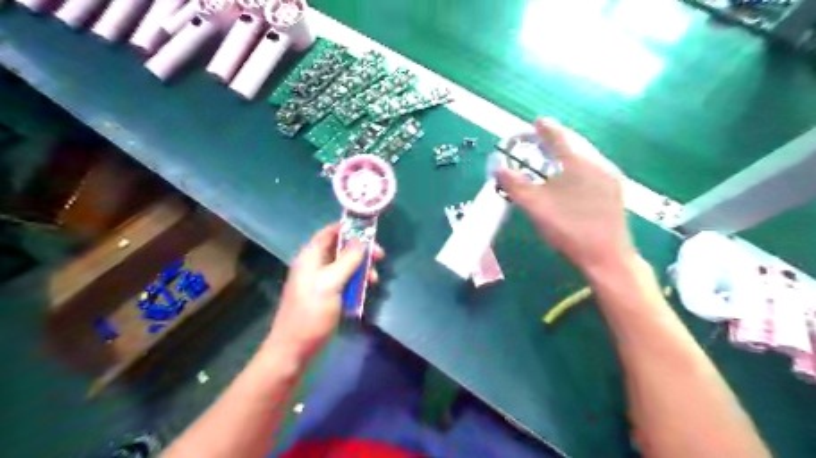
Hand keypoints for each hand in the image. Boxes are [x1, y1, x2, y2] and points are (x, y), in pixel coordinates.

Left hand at [266, 224, 383, 358]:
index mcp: (311, 257)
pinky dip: (356, 283)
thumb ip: (347, 260)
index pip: (329, 232)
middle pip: (341, 248)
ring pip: (345, 266)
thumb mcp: (331, 283)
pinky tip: (366, 291)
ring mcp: (321, 281)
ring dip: (361, 269)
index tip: (370, 231)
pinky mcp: (327, 295)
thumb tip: (362, 240)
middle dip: (361, 251)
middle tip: (380, 256)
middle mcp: (315, 265)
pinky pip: (345, 281)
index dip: (349, 228)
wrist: (294, 349)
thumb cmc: (311, 313)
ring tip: (375, 280)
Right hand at [498, 118, 636, 274]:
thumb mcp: (535, 205)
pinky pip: (594, 168)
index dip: (546, 128)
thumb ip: (514, 184)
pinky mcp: (615, 192)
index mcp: (578, 161)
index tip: (537, 122)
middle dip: (558, 138)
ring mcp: (610, 177)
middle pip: (576, 142)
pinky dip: (578, 165)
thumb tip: (498, 168)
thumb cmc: (568, 227)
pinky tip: (572, 178)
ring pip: (586, 155)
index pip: (559, 136)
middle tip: (542, 139)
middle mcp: (598, 163)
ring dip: (569, 152)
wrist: (606, 256)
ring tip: (554, 157)